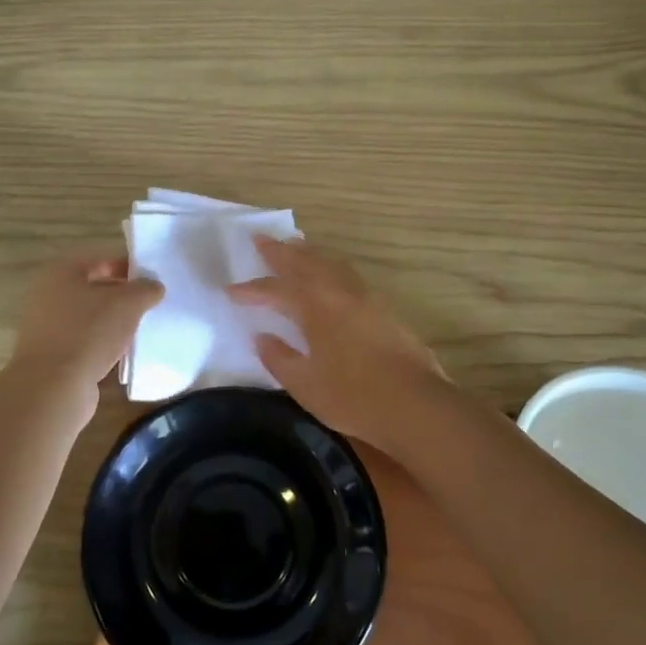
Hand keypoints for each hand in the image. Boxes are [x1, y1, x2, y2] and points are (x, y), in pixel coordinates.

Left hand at [7, 253, 163, 396]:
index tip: (151, 279)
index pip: (99, 260)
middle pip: (92, 289)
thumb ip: (145, 289)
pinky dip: (101, 345)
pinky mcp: (51, 356)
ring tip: (139, 330)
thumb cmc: (89, 332)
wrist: (53, 386)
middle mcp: (48, 295)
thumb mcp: (127, 303)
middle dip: (121, 296)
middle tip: (148, 305)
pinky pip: (82, 343)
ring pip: (88, 318)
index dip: (126, 266)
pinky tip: (121, 355)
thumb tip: (154, 286)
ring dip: (112, 323)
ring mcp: (46, 328)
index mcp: (61, 272)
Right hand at [228, 238, 449, 454]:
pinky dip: (330, 266)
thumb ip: (279, 358)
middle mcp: (339, 292)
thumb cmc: (353, 397)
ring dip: (308, 253)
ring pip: (330, 263)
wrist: (415, 406)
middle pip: (304, 263)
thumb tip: (261, 337)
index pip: (275, 291)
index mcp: (315, 307)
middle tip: (260, 238)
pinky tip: (330, 274)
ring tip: (294, 245)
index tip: (230, 291)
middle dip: (279, 252)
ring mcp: (365, 297)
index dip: (251, 290)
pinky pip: (348, 274)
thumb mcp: (305, 385)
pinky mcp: (384, 308)